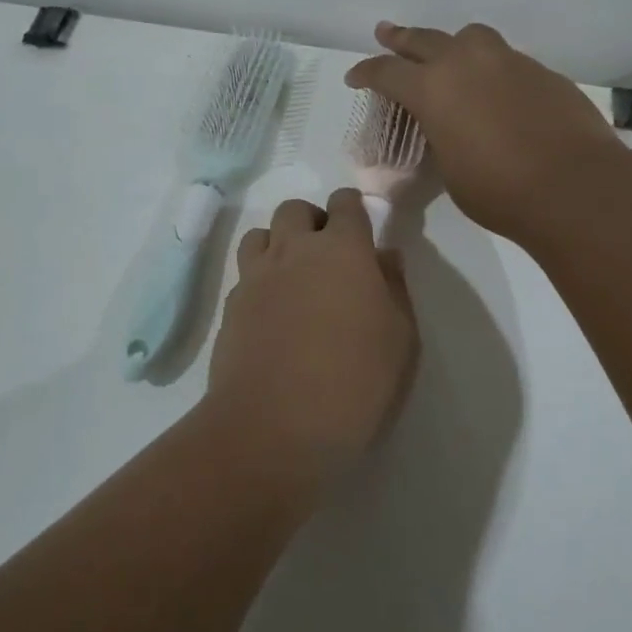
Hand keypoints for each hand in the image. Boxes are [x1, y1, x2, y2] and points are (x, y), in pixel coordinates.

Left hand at [204, 188, 418, 471]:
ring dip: (279, 243)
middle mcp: (294, 251)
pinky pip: (245, 273)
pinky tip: (272, 312)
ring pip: (261, 234)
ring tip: (294, 277)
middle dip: (313, 221)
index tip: (361, 227)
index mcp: (342, 250)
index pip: (345, 204)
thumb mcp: (401, 339)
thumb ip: (395, 288)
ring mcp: (256, 277)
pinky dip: (260, 279)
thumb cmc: (354, 383)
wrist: (274, 427)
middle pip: (295, 210)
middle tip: (329, 256)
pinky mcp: (231, 306)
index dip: (353, 208)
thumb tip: (385, 255)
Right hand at [345, 21, 622, 242]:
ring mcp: (508, 62)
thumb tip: (448, 129)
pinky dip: (492, 69)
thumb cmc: (498, 190)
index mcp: (433, 89)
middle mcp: (466, 63)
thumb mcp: (450, 169)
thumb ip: (442, 138)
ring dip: (453, 45)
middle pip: (424, 39)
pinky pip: (506, 60)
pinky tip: (497, 91)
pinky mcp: (542, 72)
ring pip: (471, 38)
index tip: (355, 77)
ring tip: (449, 55)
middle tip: (385, 33)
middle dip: (400, 38)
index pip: (387, 72)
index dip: (366, 73)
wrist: (573, 186)